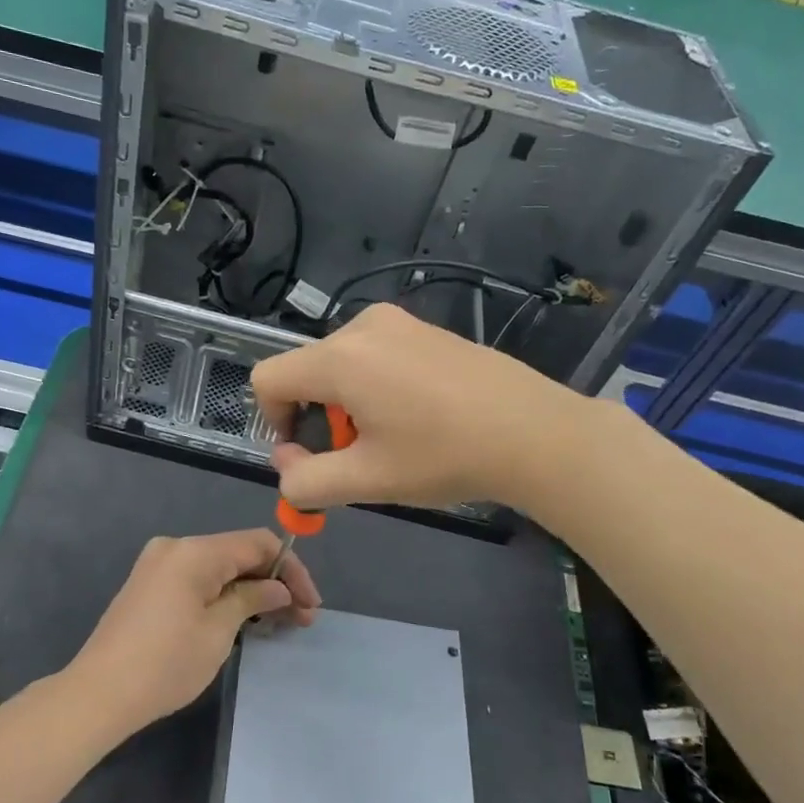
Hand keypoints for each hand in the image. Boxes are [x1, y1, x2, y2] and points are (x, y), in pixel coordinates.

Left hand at [67, 530, 321, 734]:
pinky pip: (198, 579)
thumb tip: (279, 588)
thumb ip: (252, 600)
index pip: (258, 543)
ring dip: (251, 590)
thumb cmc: (166, 663)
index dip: (291, 569)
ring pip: (219, 567)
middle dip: (273, 582)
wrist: (98, 694)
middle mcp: (175, 547)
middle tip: (301, 618)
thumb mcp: (218, 631)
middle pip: (238, 552)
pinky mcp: (149, 585)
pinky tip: (243, 619)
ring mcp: (158, 564)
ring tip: (278, 623)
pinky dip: (224, 594)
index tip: (311, 604)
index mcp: (194, 551)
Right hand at [251, 303, 579, 510]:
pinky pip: (373, 354)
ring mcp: (398, 321)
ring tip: (391, 437)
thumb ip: (306, 481)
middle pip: (305, 371)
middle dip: (316, 416)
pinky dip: (373, 386)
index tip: (309, 453)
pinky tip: (417, 415)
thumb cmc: (445, 456)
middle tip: (358, 454)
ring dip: (346, 403)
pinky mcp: (424, 328)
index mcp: (340, 358)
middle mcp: (362, 326)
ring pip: (340, 363)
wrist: (535, 432)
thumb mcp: (367, 480)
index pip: (268, 378)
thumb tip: (286, 467)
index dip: (274, 421)